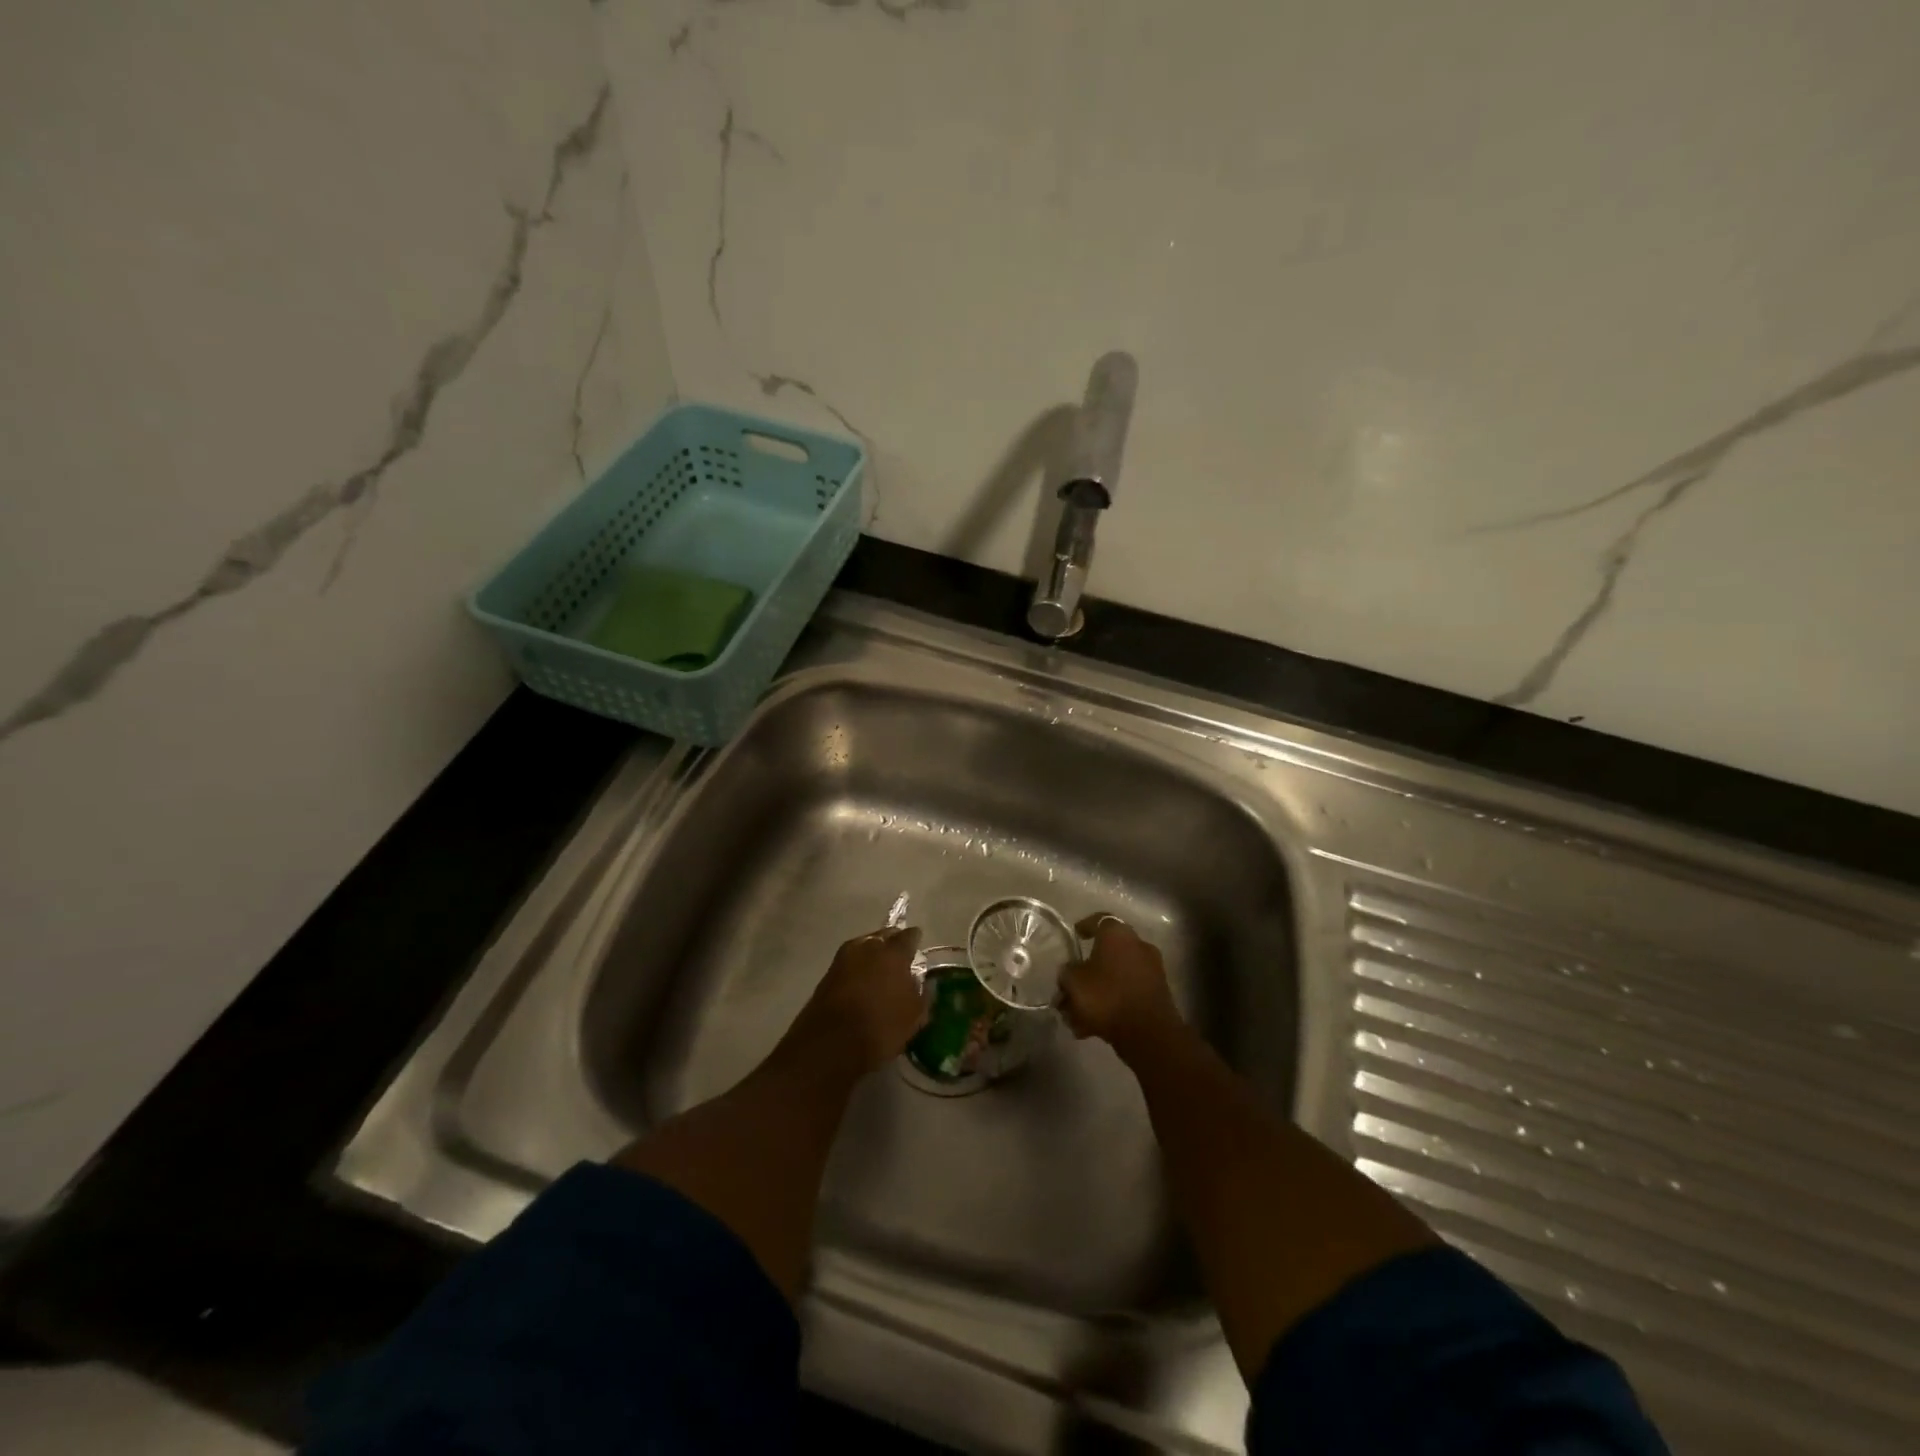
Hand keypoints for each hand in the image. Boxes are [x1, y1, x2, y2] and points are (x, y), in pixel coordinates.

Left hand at [785, 926, 926, 1076]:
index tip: (918, 943)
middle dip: (892, 942)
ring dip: (872, 954)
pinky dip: (857, 968)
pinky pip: (849, 963)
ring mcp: (844, 958)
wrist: (830, 1044)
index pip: (909, 936)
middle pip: (883, 936)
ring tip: (879, 967)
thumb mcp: (913, 1016)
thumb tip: (925, 983)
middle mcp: (868, 947)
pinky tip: (861, 980)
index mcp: (893, 953)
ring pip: (863, 947)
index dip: (915, 939)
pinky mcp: (827, 974)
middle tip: (898, 954)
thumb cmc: (880, 1028)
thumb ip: (922, 994)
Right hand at [1060, 914, 1181, 1056]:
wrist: (1149, 1033)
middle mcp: (1138, 944)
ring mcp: (1152, 968)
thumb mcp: (1073, 982)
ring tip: (1078, 1014)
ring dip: (1098, 990)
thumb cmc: (1107, 996)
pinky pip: (1128, 992)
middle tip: (1072, 985)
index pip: (1099, 920)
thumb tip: (1069, 971)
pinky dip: (1112, 1002)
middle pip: (1107, 952)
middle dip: (1088, 969)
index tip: (1074, 936)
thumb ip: (1067, 973)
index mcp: (1117, 934)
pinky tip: (1093, 1025)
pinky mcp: (1158, 993)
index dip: (1084, 927)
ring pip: (1116, 975)